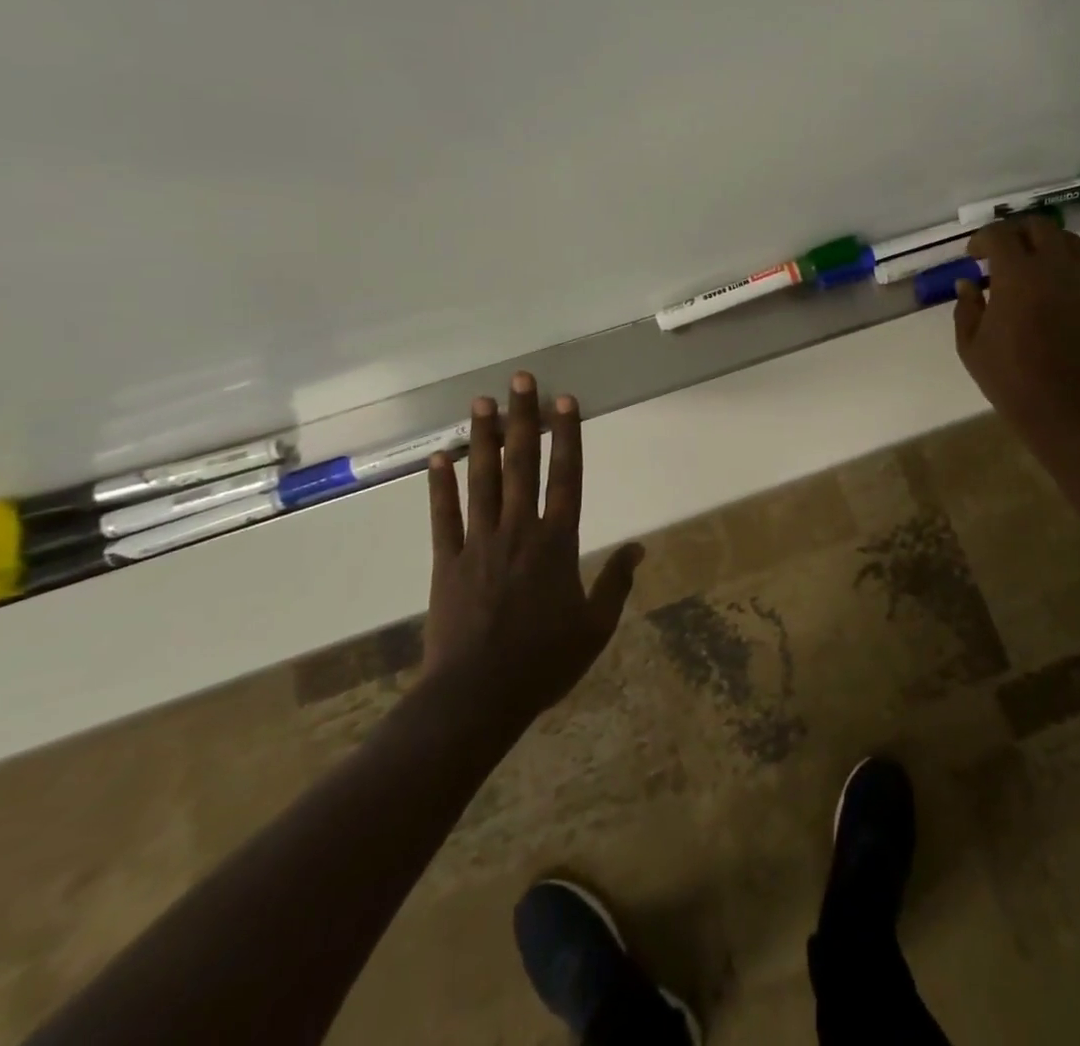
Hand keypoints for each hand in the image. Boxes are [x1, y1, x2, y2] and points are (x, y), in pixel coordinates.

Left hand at [422, 374, 642, 720]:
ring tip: (481, 402)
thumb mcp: (595, 627)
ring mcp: (479, 544)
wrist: (475, 698)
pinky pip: (444, 516)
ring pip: (483, 480)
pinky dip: (440, 486)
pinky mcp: (447, 562)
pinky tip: (439, 457)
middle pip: (523, 465)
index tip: (565, 401)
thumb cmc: (543, 662)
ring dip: (483, 439)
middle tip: (520, 380)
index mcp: (558, 543)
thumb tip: (640, 548)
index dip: (567, 436)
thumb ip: (617, 583)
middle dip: (524, 419)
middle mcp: (519, 531)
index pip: (566, 477)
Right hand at [953, 216, 1079, 456]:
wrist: (1070, 409)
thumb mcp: (971, 347)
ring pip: (1068, 241)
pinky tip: (1056, 288)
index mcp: (1017, 275)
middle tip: (1002, 253)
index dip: (983, 239)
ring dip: (1045, 245)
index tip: (974, 255)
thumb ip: (966, 308)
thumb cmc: (1012, 380)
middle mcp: (1055, 267)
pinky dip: (1068, 266)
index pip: (1000, 235)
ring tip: (1032, 266)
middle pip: (1038, 226)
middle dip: (1016, 233)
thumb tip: (968, 284)